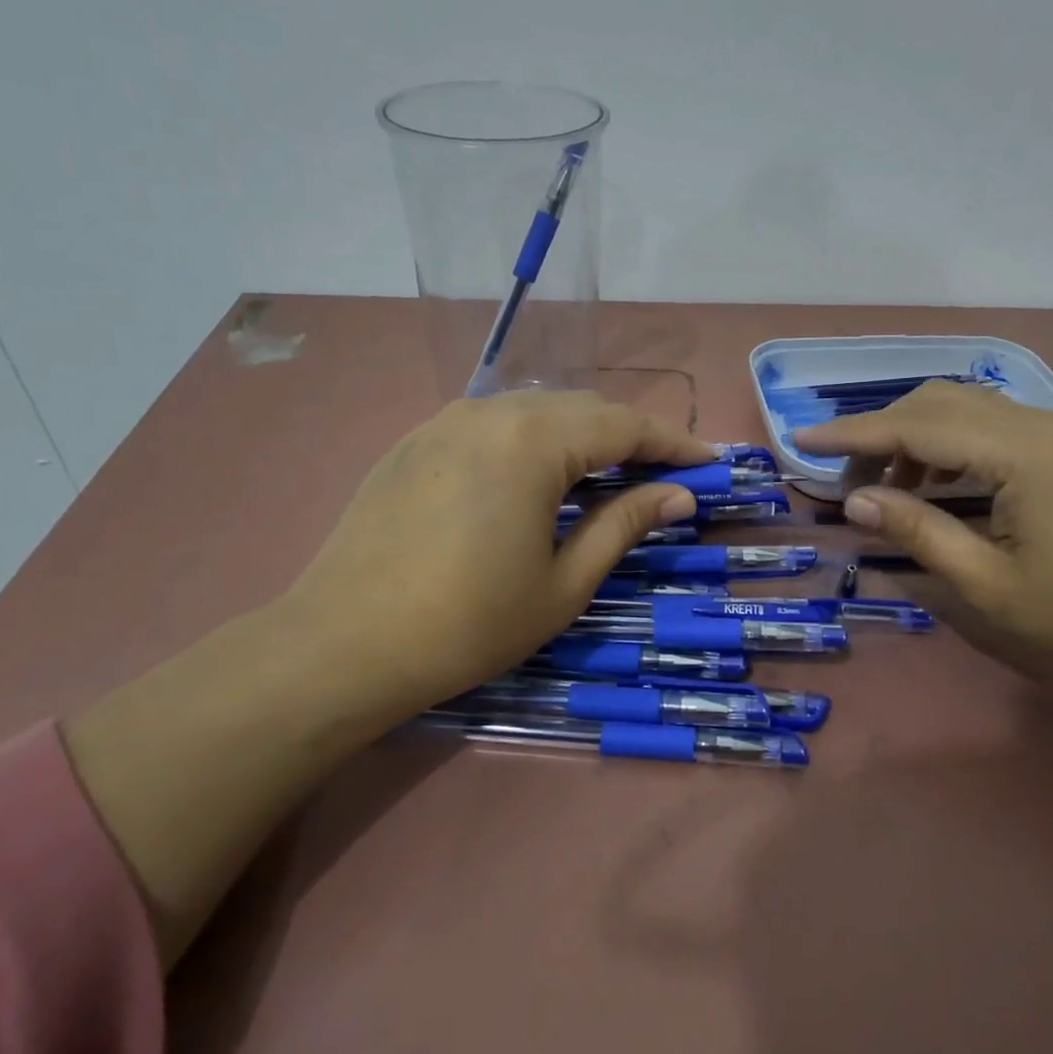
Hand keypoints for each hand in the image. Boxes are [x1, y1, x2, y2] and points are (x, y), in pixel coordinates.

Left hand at [274, 390, 712, 730]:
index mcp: (533, 439)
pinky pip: (494, 424)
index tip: (710, 465)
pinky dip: (534, 440)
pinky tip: (539, 477)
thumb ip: (625, 524)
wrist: (343, 645)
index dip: (674, 444)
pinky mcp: (417, 439)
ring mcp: (446, 420)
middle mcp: (491, 410)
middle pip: (583, 409)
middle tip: (665, 476)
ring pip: (537, 410)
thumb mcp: (564, 581)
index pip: (625, 426)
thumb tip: (680, 495)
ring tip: (609, 477)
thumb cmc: (469, 623)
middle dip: (631, 438)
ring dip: (582, 437)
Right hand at [794, 381, 1052, 684]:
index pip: (916, 427)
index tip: (801, 440)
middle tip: (846, 483)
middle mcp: (1035, 423)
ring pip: (960, 407)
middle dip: (879, 434)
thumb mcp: (989, 585)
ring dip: (911, 437)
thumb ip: (917, 532)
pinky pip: (986, 424)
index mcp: (1019, 453)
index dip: (852, 434)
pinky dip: (944, 443)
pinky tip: (933, 483)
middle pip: (935, 402)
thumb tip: (855, 501)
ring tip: (885, 488)